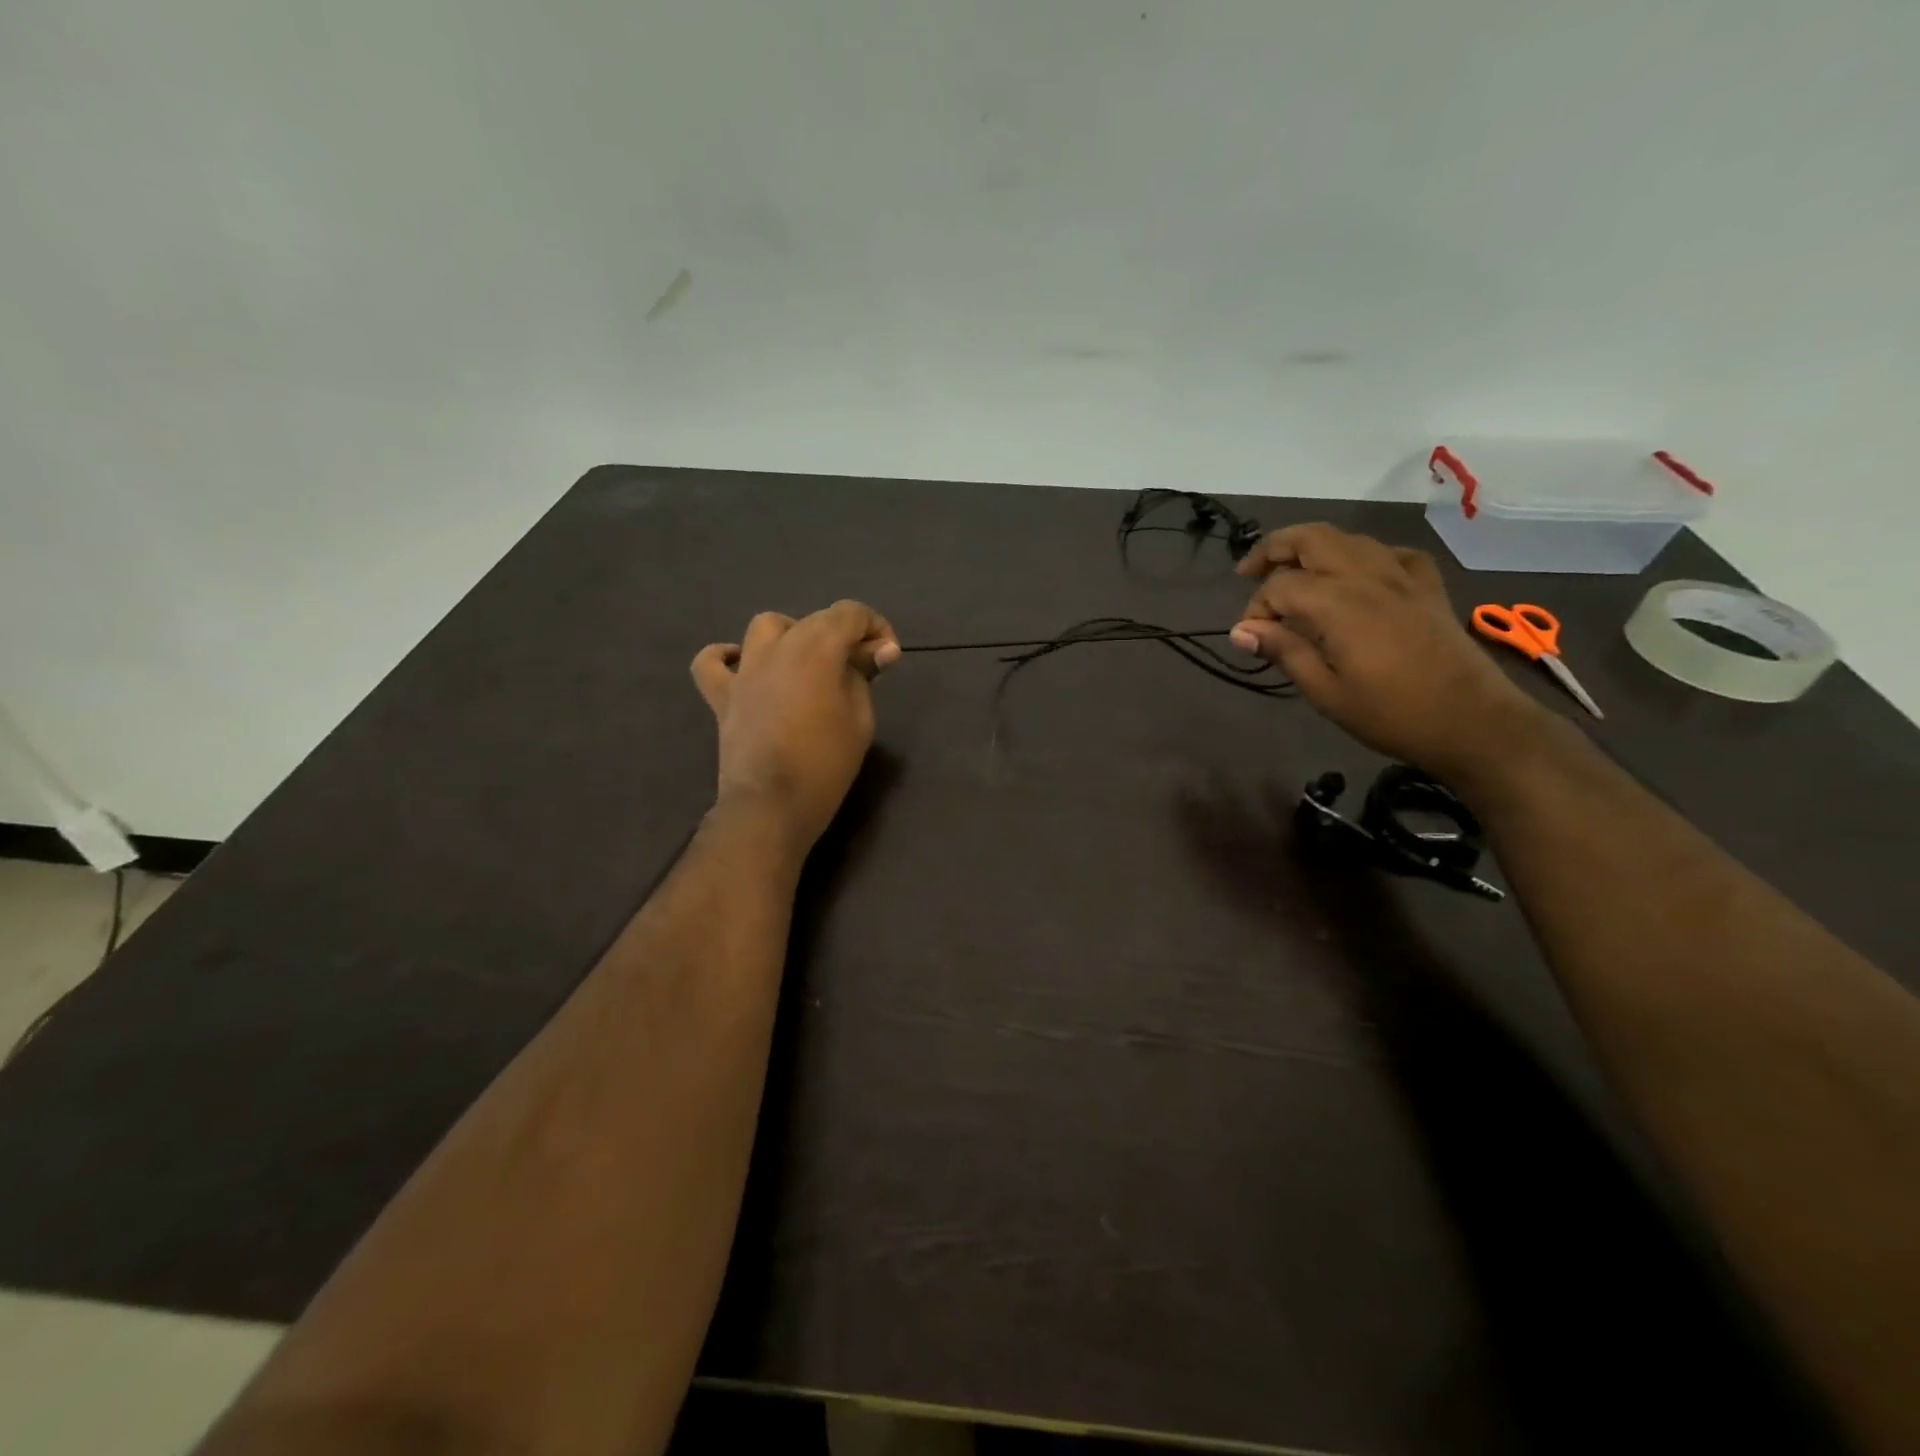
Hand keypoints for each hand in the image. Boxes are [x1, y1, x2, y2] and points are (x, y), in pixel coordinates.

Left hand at [691, 601, 900, 850]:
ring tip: (807, 663)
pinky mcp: (723, 695)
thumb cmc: (826, 764)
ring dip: (793, 635)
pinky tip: (743, 666)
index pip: (850, 613)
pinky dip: (727, 656)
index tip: (887, 657)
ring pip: (767, 627)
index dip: (875, 627)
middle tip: (860, 670)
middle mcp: (779, 647)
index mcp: (817, 649)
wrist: (772, 806)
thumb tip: (877, 651)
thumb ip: (864, 677)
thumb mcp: (861, 719)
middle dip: (843, 636)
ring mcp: (745, 670)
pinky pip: (712, 662)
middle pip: (815, 620)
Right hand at [1229, 523, 1547, 779]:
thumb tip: (1241, 631)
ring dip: (1314, 547)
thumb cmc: (1390, 714)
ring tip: (1293, 570)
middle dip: (1274, 548)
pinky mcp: (1427, 587)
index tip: (1250, 638)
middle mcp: (1367, 577)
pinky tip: (1357, 577)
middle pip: (1312, 538)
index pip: (1280, 586)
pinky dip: (1364, 557)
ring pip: (1349, 539)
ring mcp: (1402, 578)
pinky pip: (1391, 554)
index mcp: (1339, 604)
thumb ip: (1284, 651)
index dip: (1256, 609)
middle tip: (1249, 572)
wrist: (1472, 722)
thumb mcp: (1325, 692)